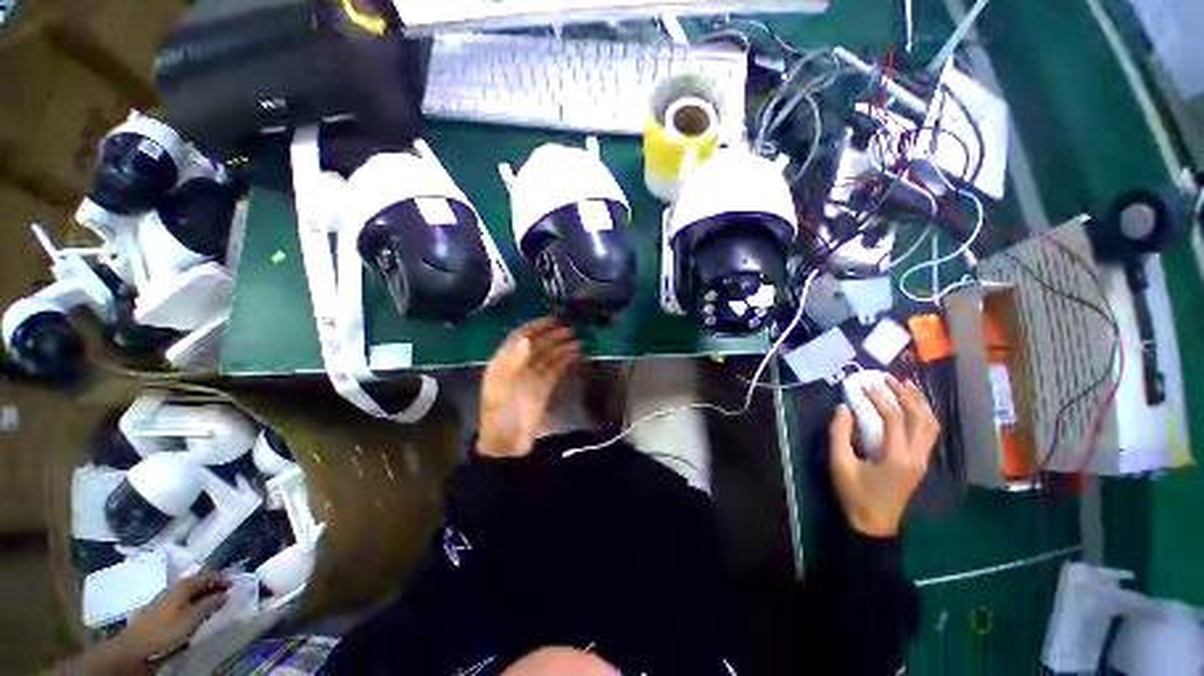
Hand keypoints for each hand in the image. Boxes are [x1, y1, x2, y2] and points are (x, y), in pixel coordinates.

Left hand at [117, 569, 229, 659]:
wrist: (135, 647)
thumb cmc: (165, 631)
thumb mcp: (191, 620)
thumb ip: (209, 605)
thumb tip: (225, 594)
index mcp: (182, 586)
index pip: (206, 574)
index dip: (221, 577)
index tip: (234, 584)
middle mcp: (173, 588)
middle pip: (195, 582)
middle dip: (211, 585)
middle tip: (224, 593)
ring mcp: (164, 599)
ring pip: (187, 592)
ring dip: (201, 595)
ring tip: (211, 604)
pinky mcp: (159, 611)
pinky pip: (180, 601)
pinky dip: (191, 603)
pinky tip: (192, 613)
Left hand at [478, 318, 577, 457]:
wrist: (507, 443)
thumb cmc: (501, 413)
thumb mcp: (503, 387)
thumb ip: (515, 361)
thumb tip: (526, 339)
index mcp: (503, 363)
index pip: (520, 338)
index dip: (535, 327)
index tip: (552, 320)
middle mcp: (518, 366)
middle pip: (536, 345)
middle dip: (552, 336)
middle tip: (570, 329)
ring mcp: (531, 377)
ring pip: (547, 356)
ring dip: (561, 347)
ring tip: (577, 340)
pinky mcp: (543, 388)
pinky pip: (554, 369)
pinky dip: (564, 360)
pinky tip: (574, 353)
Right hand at [828, 375, 938, 536]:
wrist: (874, 525)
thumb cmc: (855, 495)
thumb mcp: (839, 464)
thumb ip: (839, 434)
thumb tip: (843, 408)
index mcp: (897, 457)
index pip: (894, 419)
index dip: (879, 399)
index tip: (863, 385)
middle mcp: (917, 456)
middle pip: (921, 418)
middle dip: (905, 395)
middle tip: (887, 378)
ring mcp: (922, 460)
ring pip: (930, 425)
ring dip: (919, 403)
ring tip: (904, 385)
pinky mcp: (920, 463)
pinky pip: (928, 433)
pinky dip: (922, 415)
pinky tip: (910, 407)